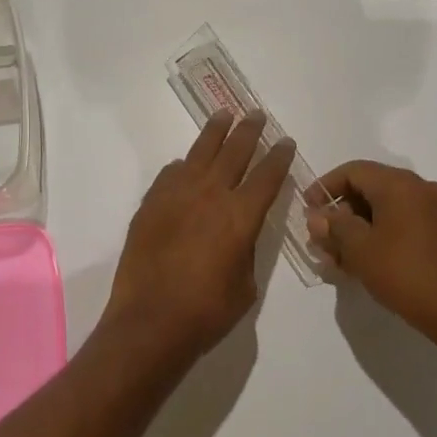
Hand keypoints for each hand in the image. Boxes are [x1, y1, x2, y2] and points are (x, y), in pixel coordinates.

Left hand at [105, 110, 297, 360]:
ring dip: (215, 132)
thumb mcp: (246, 285)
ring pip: (200, 152)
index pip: (267, 175)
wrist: (150, 322)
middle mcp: (210, 195)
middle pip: (234, 152)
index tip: (286, 141)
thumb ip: (247, 249)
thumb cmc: (207, 312)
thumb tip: (239, 232)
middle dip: (249, 131)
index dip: (279, 156)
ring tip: (223, 115)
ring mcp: (176, 195)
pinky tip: (185, 164)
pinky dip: (182, 166)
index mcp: (241, 216)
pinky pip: (170, 174)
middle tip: (256, 115)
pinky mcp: (151, 204)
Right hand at [308, 160, 436, 346]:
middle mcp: (419, 188)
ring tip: (337, 256)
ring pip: (384, 208)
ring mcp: (433, 209)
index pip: (353, 171)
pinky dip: (378, 234)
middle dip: (340, 212)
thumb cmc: (403, 273)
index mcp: (399, 184)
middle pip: (369, 188)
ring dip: (357, 227)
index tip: (308, 210)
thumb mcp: (359, 249)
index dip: (325, 187)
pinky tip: (362, 261)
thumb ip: (333, 226)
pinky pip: (401, 221)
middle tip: (321, 239)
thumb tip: (317, 217)